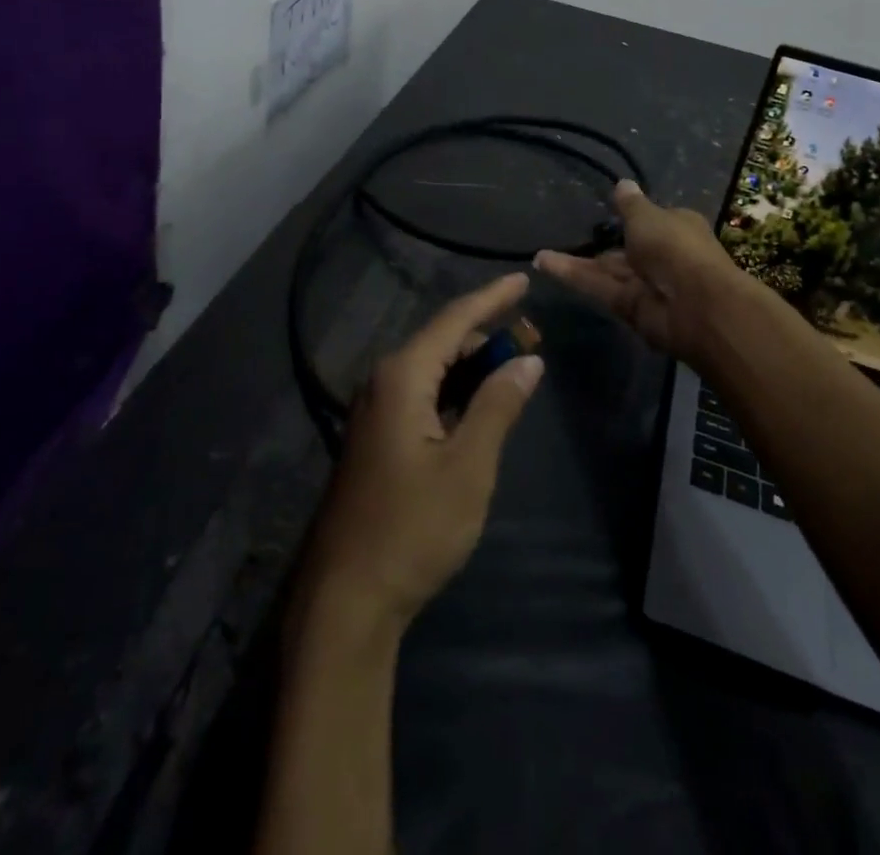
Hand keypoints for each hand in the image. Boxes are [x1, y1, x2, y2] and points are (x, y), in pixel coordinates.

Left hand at [292, 273, 543, 644]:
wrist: (347, 599)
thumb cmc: (413, 529)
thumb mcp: (468, 466)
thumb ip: (498, 405)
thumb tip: (528, 359)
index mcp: (402, 378)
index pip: (454, 319)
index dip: (492, 297)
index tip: (524, 279)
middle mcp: (383, 383)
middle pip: (442, 341)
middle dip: (487, 335)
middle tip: (532, 339)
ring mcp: (374, 412)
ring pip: (432, 370)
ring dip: (472, 365)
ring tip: (513, 368)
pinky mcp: (376, 439)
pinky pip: (421, 395)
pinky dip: (454, 390)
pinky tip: (478, 404)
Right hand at [535, 180, 744, 362]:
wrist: (694, 305)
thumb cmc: (675, 247)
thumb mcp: (648, 216)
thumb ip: (630, 204)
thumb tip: (622, 183)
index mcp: (676, 227)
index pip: (652, 220)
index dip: (632, 216)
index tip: (608, 209)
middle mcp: (662, 254)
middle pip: (627, 248)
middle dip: (601, 242)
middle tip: (566, 233)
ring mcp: (645, 283)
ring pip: (606, 269)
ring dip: (576, 261)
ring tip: (539, 255)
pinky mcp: (628, 306)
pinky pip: (597, 285)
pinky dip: (572, 275)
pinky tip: (542, 263)